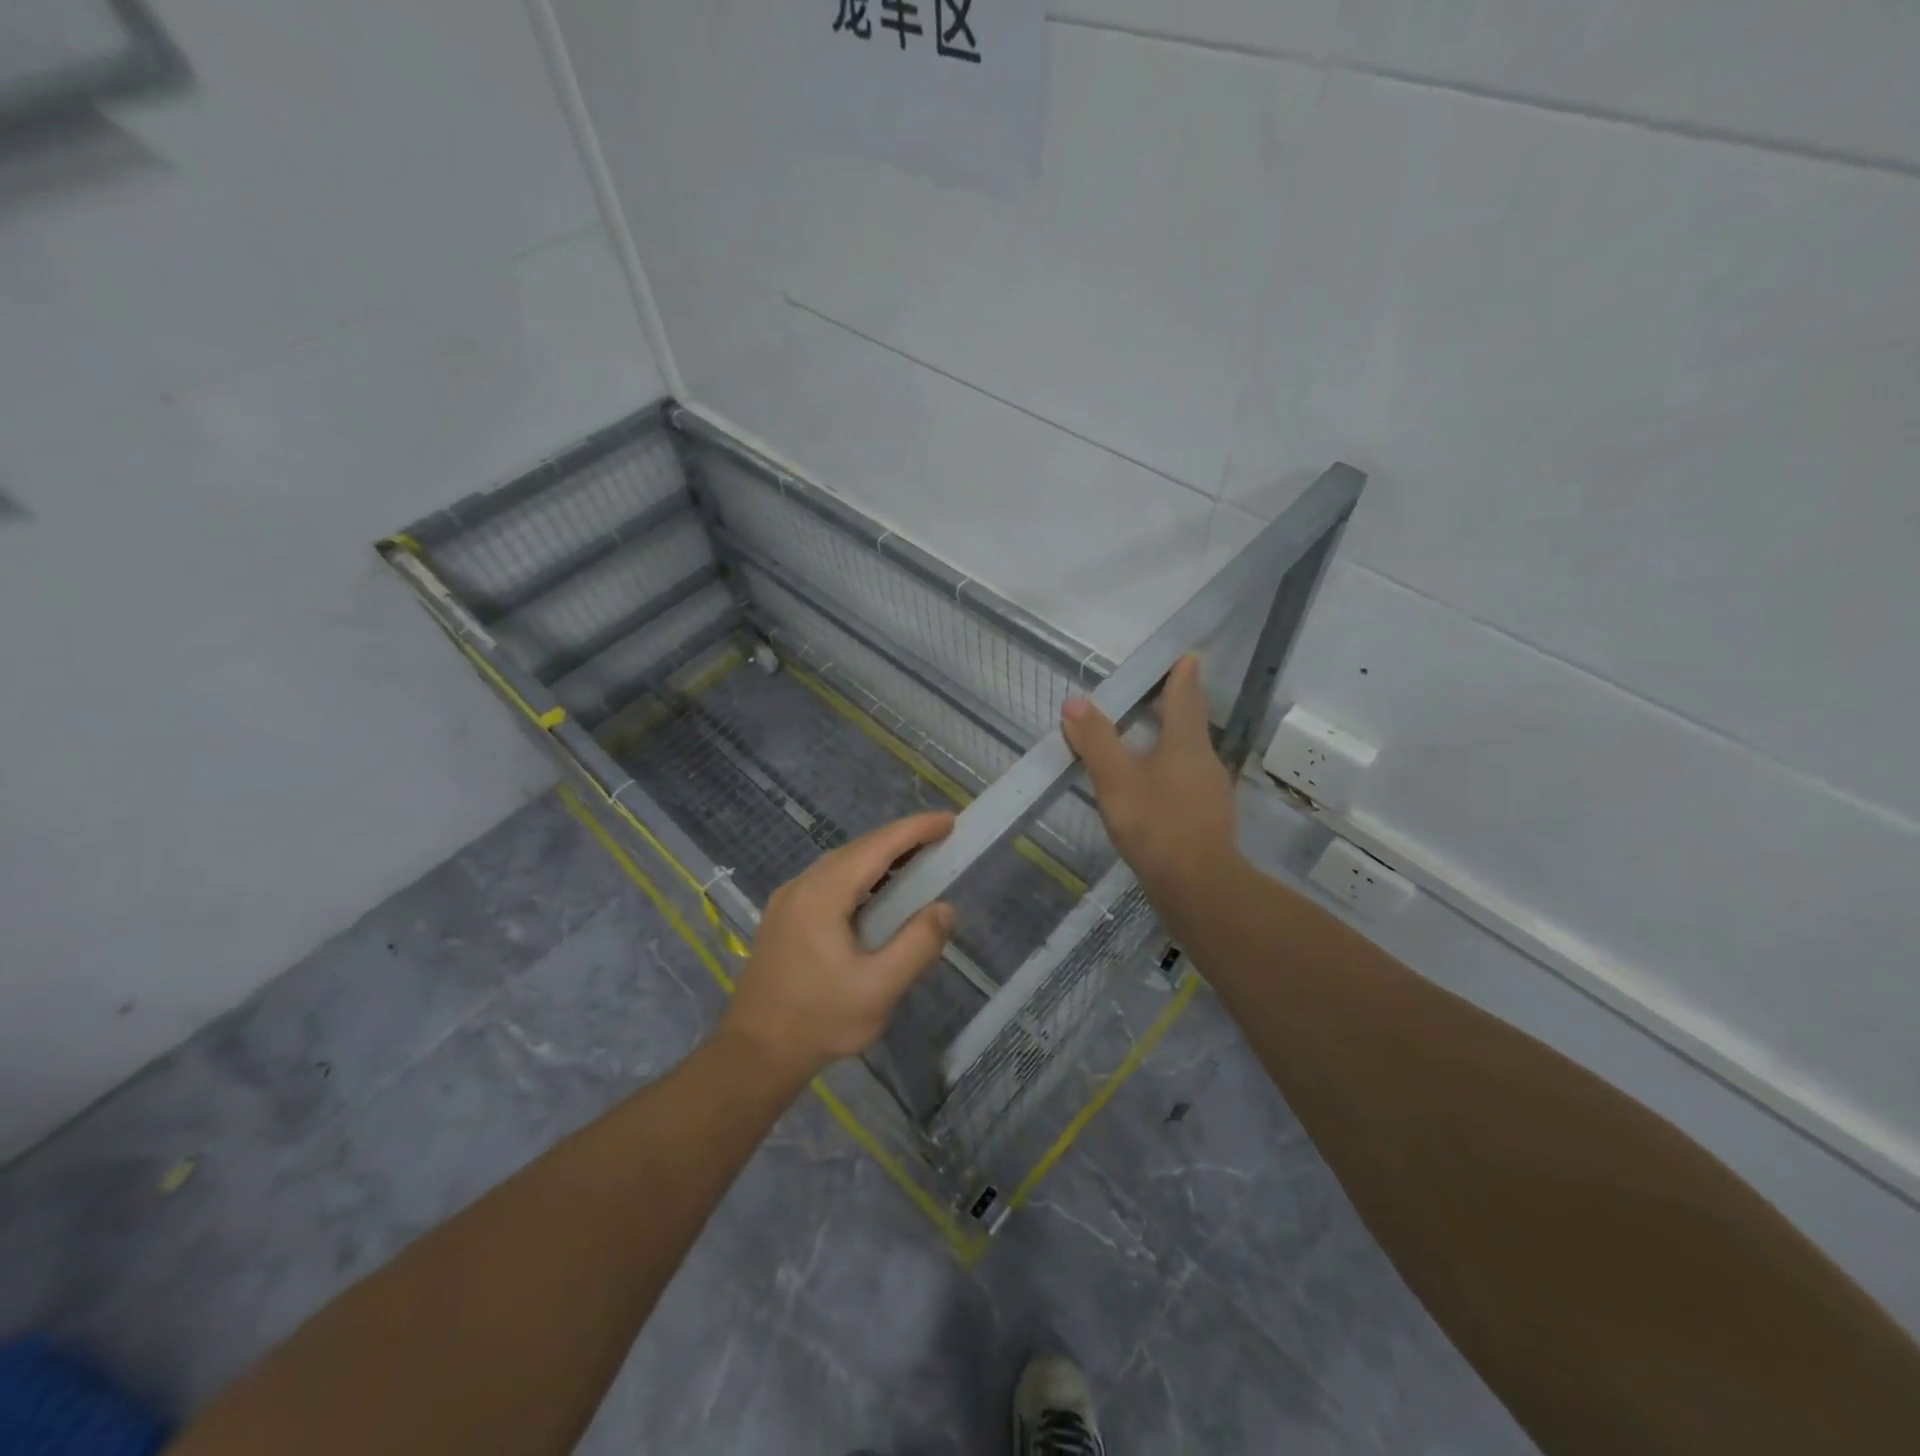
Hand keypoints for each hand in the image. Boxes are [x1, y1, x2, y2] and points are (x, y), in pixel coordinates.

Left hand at [719, 811, 956, 1080]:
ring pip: (840, 863)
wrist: (754, 1054)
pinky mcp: (783, 918)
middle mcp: (802, 886)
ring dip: (879, 858)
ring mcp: (788, 900)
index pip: (877, 847)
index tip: (949, 821)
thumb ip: (917, 944)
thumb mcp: (879, 988)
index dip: (916, 830)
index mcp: (823, 894)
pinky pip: (827, 881)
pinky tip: (876, 894)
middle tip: (940, 840)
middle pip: (858, 849)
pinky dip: (859, 876)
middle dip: (901, 840)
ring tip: (916, 862)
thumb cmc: (819, 1020)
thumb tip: (944, 908)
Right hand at [1061, 653, 1240, 909]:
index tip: (1189, 656)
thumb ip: (1096, 741)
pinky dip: (1173, 772)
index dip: (1183, 676)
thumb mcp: (1116, 780)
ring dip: (1174, 741)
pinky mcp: (1208, 820)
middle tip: (1162, 692)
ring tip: (1153, 737)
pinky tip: (1158, 788)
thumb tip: (1075, 703)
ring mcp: (1211, 792)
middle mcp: (1205, 761)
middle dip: (1178, 706)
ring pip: (1191, 755)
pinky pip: (1189, 782)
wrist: (1197, 886)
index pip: (1185, 698)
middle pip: (1191, 725)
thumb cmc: (1156, 824)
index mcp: (1186, 744)